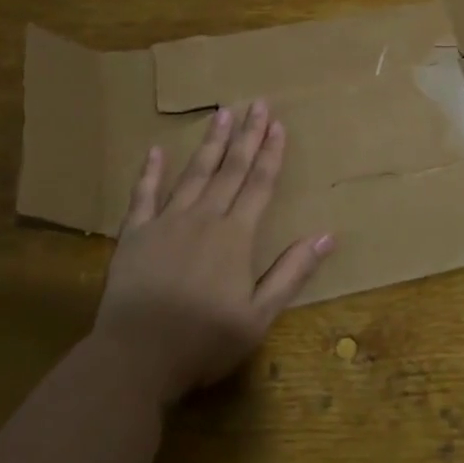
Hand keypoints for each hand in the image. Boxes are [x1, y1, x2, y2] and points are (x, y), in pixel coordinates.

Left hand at [90, 100, 333, 408]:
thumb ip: (291, 272)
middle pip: (230, 170)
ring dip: (210, 143)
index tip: (278, 124)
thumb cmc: (203, 341)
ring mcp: (166, 223)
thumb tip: (328, 235)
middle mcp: (203, 218)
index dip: (271, 153)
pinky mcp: (135, 235)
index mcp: (235, 236)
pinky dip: (150, 172)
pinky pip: (143, 195)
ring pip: (194, 174)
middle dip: (246, 135)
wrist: (135, 359)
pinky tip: (155, 151)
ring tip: (221, 114)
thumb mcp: (259, 315)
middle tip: (256, 103)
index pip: (259, 184)